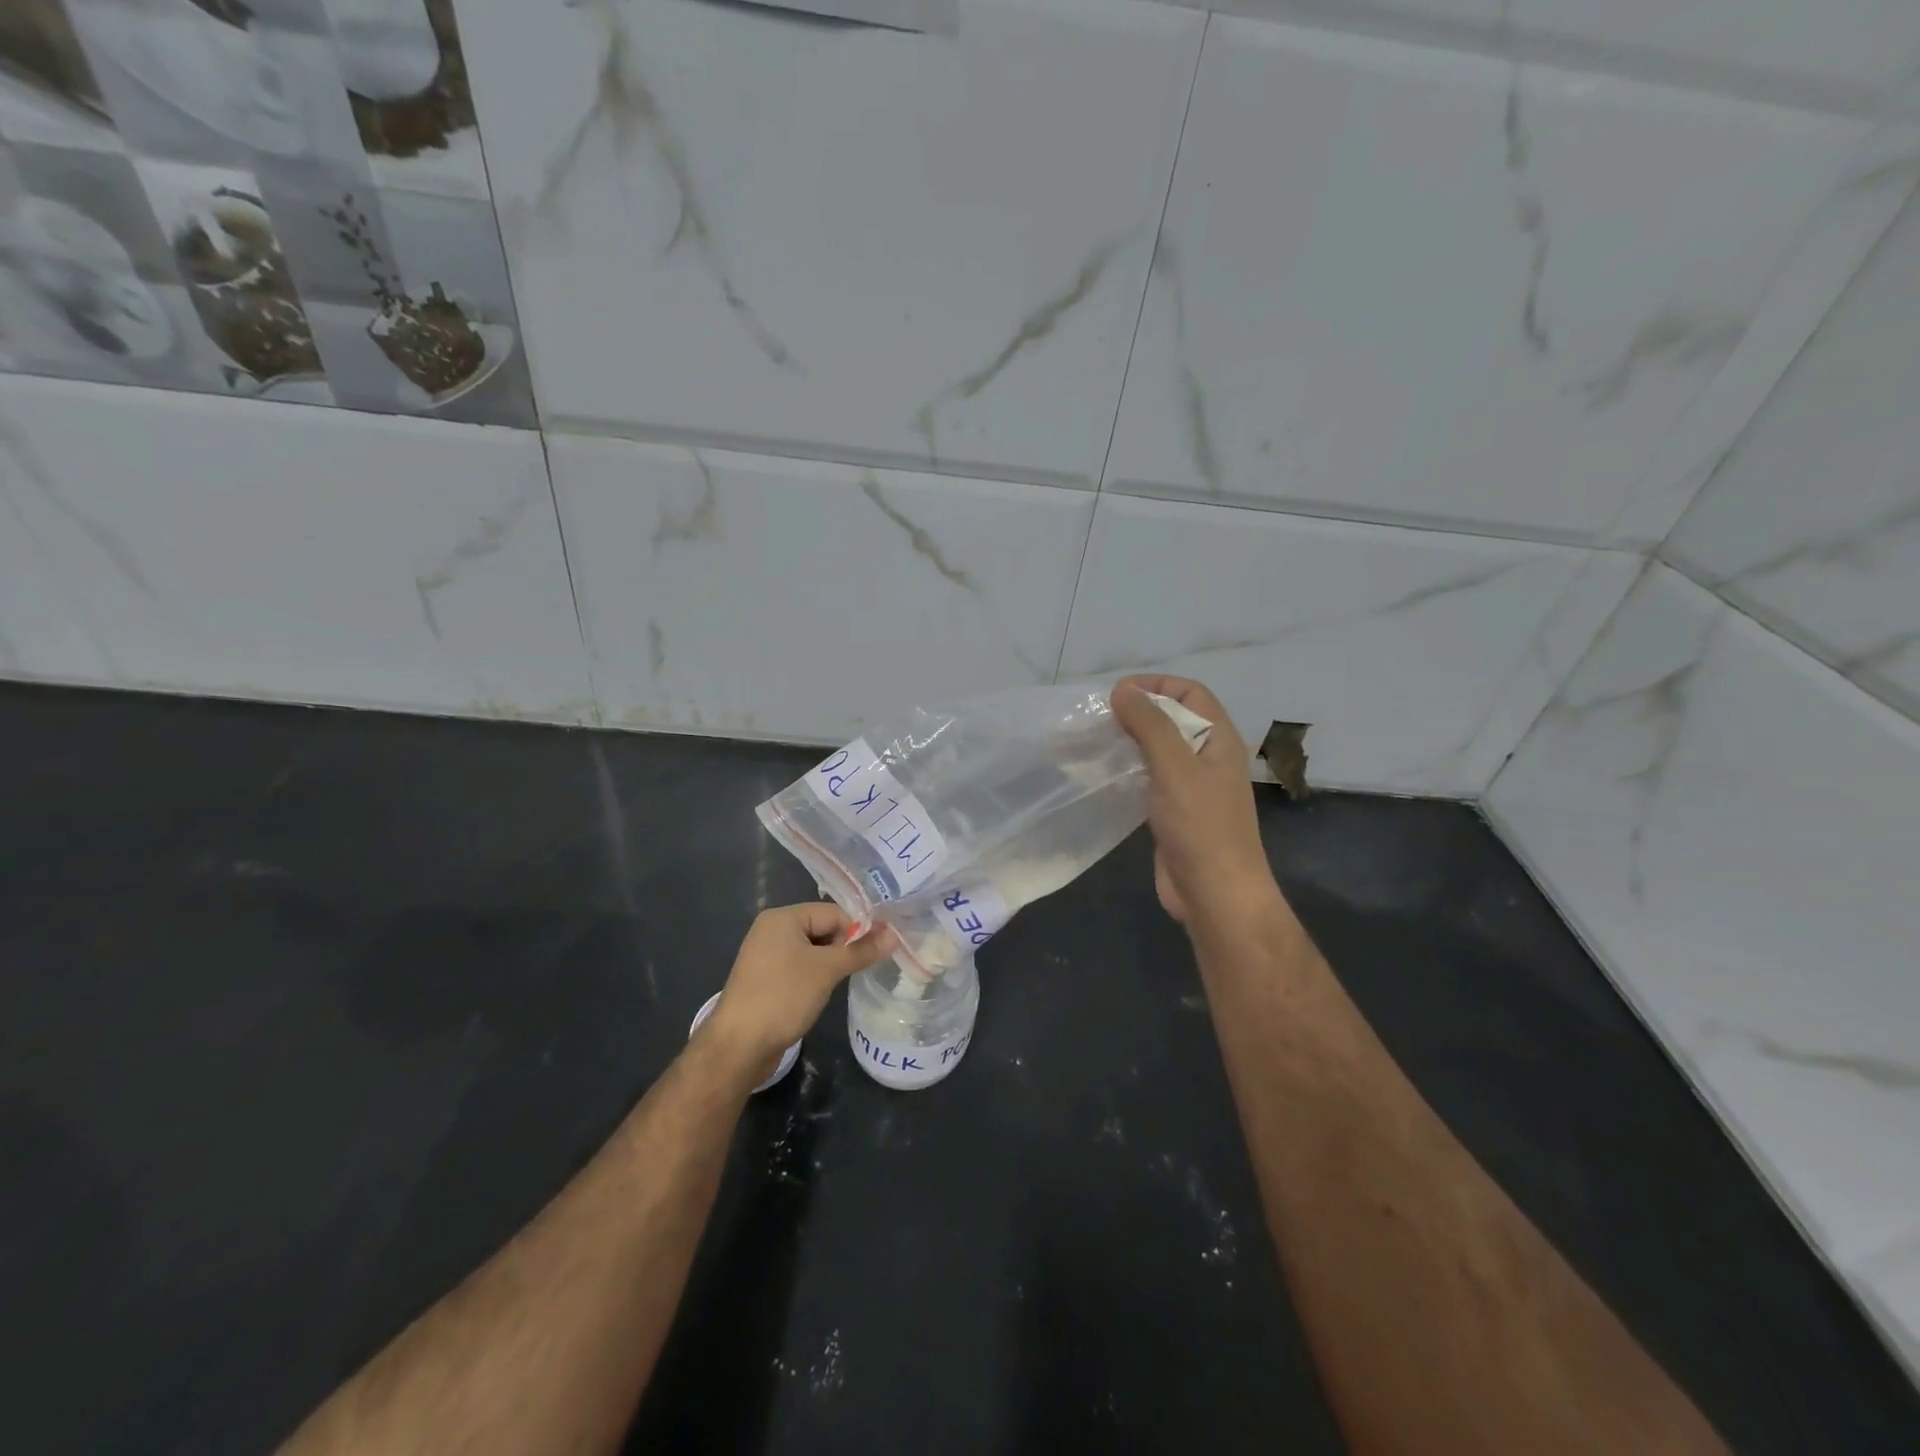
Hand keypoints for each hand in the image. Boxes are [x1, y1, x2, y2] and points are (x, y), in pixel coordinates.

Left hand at [703, 904, 893, 1077]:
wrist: (738, 1046)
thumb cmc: (784, 997)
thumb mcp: (828, 970)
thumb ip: (861, 950)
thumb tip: (893, 934)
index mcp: (783, 918)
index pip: (833, 912)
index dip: (856, 930)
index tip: (874, 954)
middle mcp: (772, 930)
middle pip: (822, 929)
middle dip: (843, 948)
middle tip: (857, 971)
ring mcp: (765, 956)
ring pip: (812, 951)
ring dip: (829, 965)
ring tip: (840, 984)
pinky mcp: (765, 979)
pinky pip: (798, 968)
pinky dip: (814, 977)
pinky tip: (820, 994)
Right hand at [1111, 674, 1280, 928]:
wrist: (1215, 895)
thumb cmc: (1201, 826)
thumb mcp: (1175, 768)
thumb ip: (1150, 725)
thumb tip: (1122, 689)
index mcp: (1220, 740)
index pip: (1191, 693)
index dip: (1157, 685)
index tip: (1118, 693)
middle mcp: (1208, 758)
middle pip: (1173, 719)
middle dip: (1138, 711)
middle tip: (1099, 718)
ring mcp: (1192, 787)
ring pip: (1159, 750)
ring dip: (1130, 740)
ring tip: (1094, 741)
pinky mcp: (1174, 812)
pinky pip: (1149, 778)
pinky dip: (1127, 769)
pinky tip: (1103, 775)